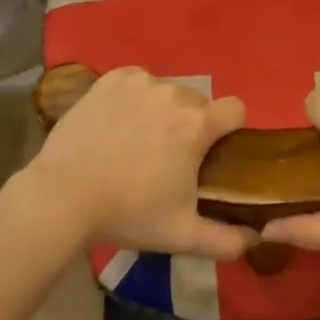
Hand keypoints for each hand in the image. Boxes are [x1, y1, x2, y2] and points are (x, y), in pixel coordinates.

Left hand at [19, 67, 256, 259]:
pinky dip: (134, 98)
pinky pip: (137, 81)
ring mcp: (140, 82)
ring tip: (136, 143)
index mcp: (198, 124)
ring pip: (167, 91)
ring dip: (162, 111)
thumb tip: (256, 238)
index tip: (212, 153)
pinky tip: (117, 123)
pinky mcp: (111, 79)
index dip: (229, 130)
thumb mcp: (182, 236)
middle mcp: (174, 93)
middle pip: (198, 103)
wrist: (63, 196)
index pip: (235, 109)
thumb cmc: (128, 213)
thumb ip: (227, 241)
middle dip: (191, 125)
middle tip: (168, 158)